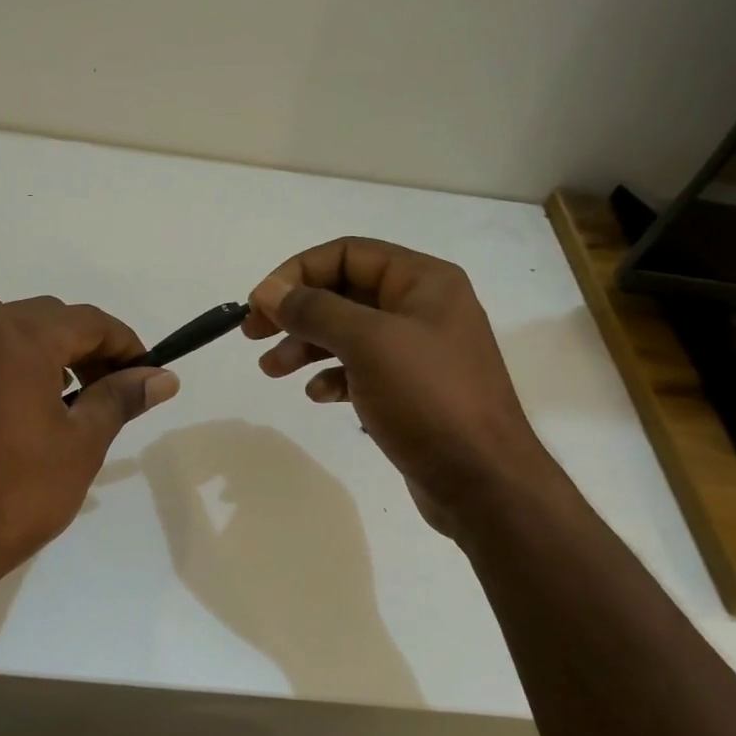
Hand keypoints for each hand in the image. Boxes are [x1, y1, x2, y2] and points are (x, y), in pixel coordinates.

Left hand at [0, 294, 179, 587]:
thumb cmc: (12, 495)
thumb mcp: (80, 446)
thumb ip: (120, 399)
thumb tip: (162, 378)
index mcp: (19, 336)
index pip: (88, 321)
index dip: (124, 344)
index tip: (144, 375)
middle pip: (46, 318)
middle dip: (83, 347)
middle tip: (106, 390)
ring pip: (4, 325)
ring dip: (39, 348)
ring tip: (58, 395)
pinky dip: (0, 359)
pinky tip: (9, 404)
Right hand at [244, 238, 551, 539]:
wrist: (482, 481)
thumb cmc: (428, 399)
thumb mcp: (367, 343)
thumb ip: (314, 310)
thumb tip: (268, 290)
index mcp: (423, 281)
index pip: (347, 254)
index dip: (297, 272)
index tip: (259, 302)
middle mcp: (422, 307)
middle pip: (343, 292)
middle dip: (296, 311)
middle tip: (253, 333)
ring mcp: (417, 350)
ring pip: (347, 333)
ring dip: (305, 345)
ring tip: (271, 370)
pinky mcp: (411, 389)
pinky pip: (361, 368)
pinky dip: (333, 375)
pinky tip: (318, 394)